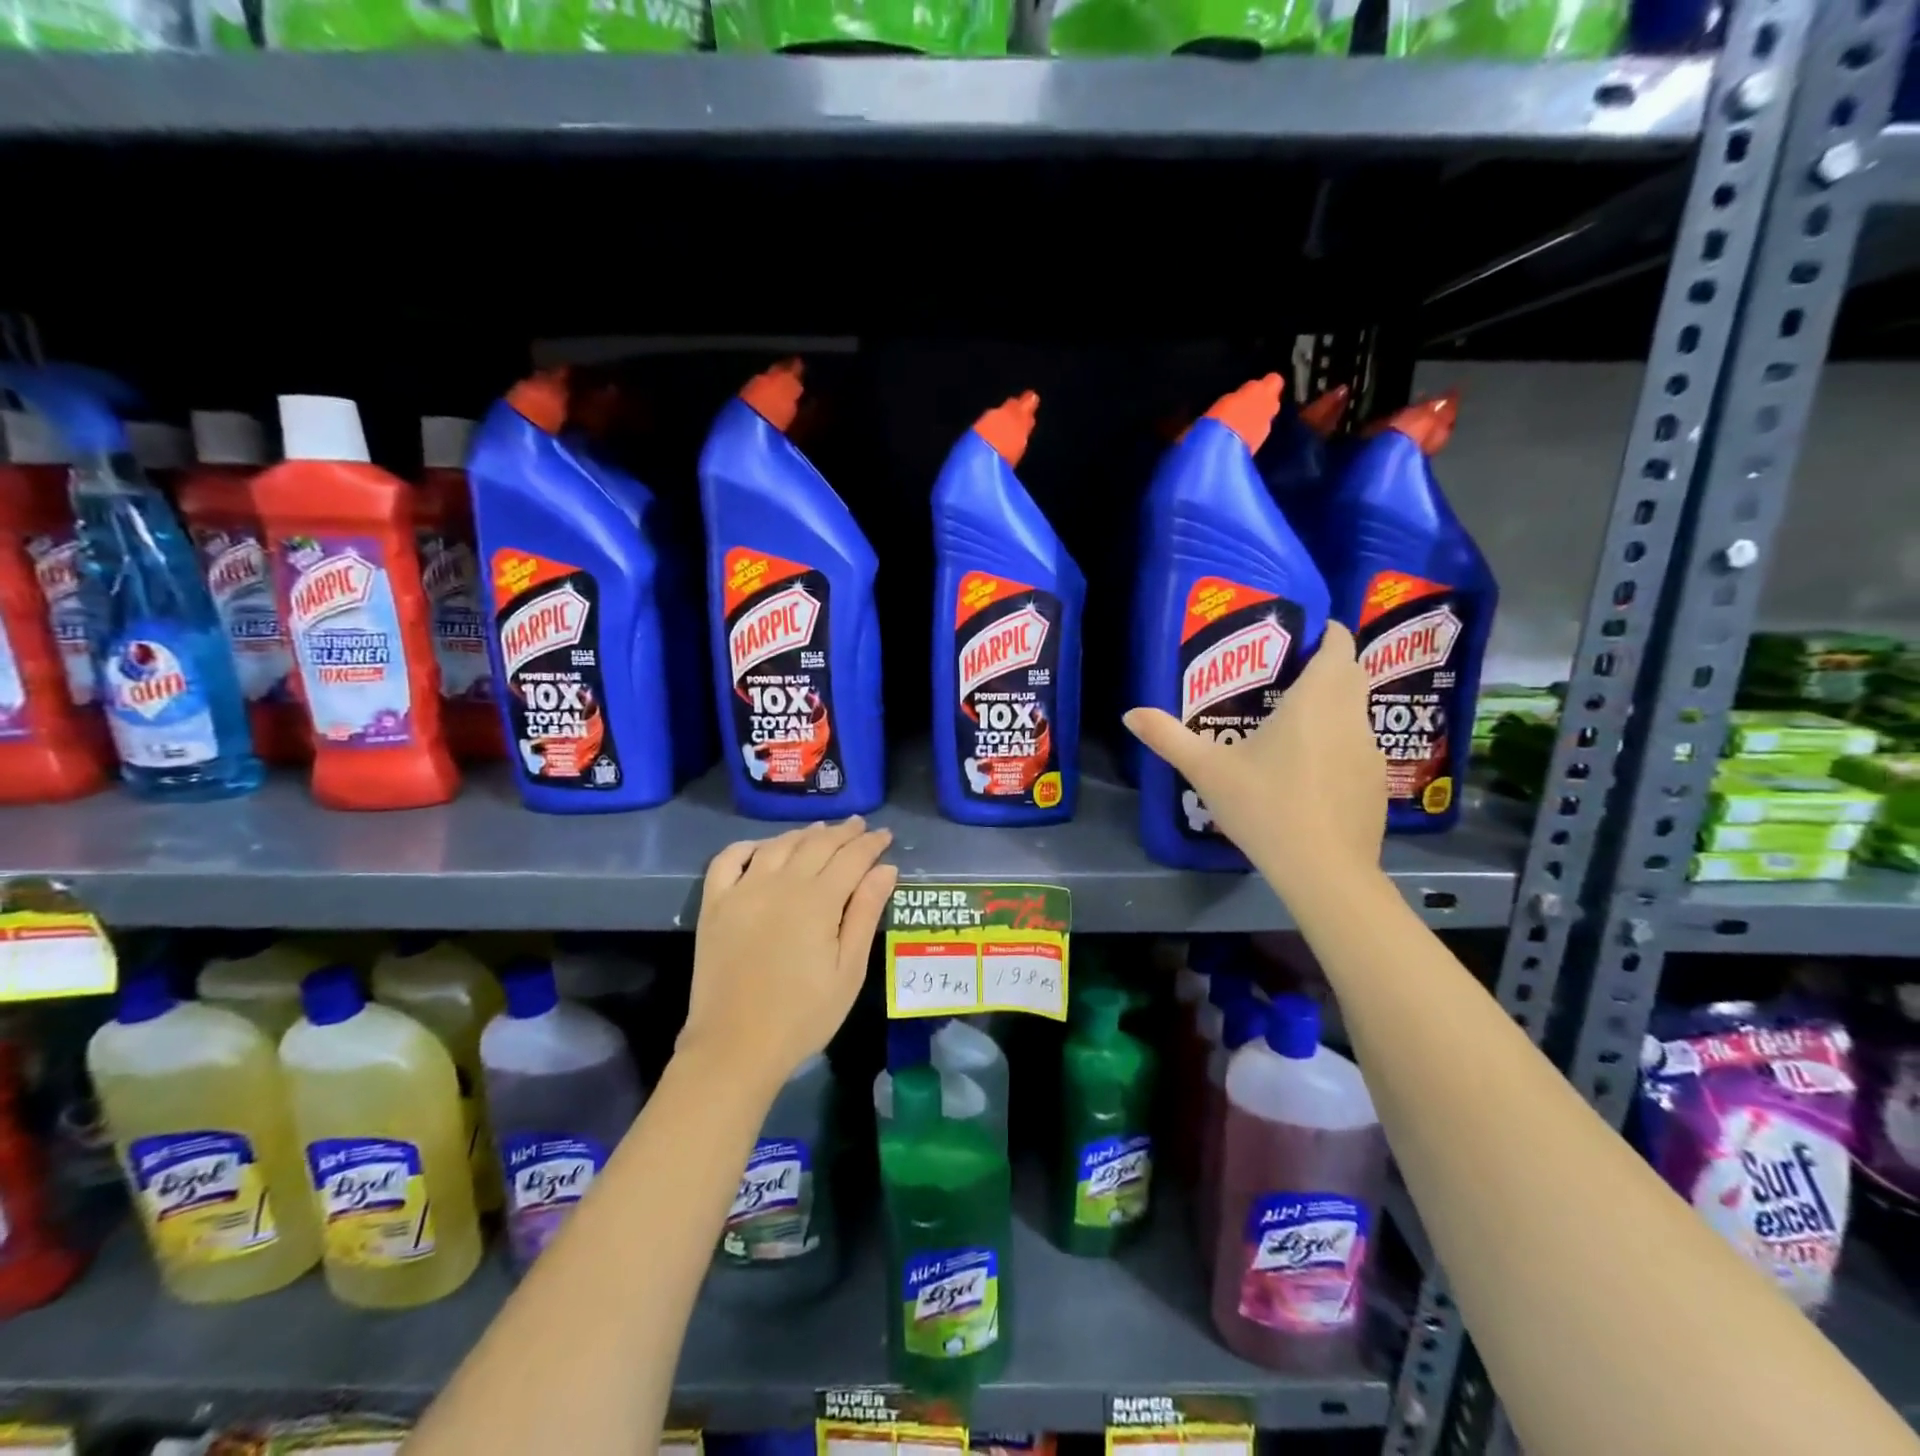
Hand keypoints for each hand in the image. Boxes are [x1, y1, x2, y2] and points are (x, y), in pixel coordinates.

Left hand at [684, 818, 897, 1088]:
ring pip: (778, 845)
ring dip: (803, 834)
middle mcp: (780, 884)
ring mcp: (743, 890)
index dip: (871, 843)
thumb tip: (885, 869)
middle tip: (859, 826)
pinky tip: (763, 848)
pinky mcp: (714, 904)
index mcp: (818, 901)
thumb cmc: (804, 1015)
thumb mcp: (849, 970)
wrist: (735, 1046)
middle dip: (843, 833)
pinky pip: (729, 860)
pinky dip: (749, 846)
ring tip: (821, 831)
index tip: (886, 835)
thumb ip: (866, 913)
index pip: (852, 857)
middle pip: (817, 844)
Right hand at [1125, 621, 1386, 893]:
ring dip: (1333, 706)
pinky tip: (1309, 772)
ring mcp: (1370, 751)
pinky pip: (1358, 747)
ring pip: (1356, 711)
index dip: (1324, 632)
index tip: (1299, 635)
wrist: (1324, 870)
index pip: (1338, 644)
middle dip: (1326, 665)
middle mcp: (1350, 716)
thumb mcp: (1208, 771)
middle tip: (1285, 674)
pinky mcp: (1376, 783)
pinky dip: (1338, 744)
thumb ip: (1168, 737)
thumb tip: (1130, 714)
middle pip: (1351, 673)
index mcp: (1316, 700)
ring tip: (1293, 723)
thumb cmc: (1265, 807)